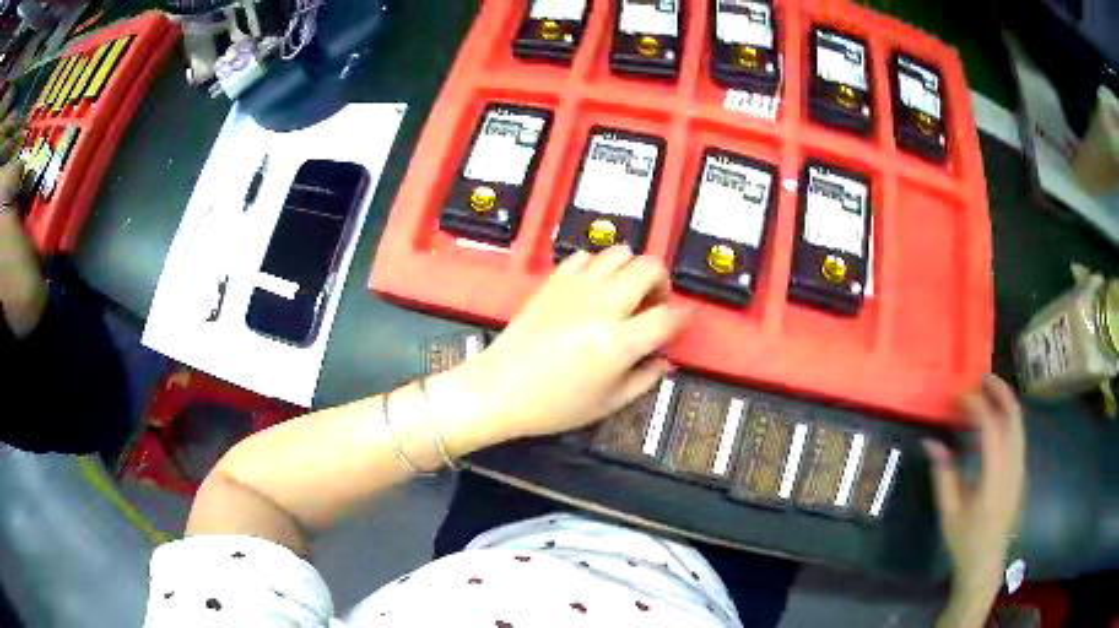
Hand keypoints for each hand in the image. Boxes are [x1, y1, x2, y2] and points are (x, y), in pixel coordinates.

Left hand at [437, 246, 691, 448]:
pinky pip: (586, 256)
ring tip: (625, 293)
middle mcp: (602, 306)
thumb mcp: (608, 403)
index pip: (668, 316)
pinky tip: (594, 288)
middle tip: (654, 303)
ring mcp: (576, 288)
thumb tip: (665, 361)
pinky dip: (598, 266)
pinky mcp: (554, 281)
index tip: (683, 319)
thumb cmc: (553, 405)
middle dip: (661, 282)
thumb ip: (644, 378)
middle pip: (649, 268)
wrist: (499, 389)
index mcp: (619, 342)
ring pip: (619, 252)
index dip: (683, 317)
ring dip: (631, 269)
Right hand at [927, 376, 1025, 611]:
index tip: (959, 397)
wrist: (986, 562)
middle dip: (1000, 391)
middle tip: (981, 378)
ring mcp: (1020, 467)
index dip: (976, 405)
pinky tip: (995, 420)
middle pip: (1014, 416)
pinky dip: (1008, 418)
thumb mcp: (949, 512)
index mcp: (994, 475)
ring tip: (989, 391)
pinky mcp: (1020, 470)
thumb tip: (932, 441)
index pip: (991, 427)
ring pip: (1019, 423)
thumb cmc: (965, 540)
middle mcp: (1013, 464)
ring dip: (1006, 402)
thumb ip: (944, 475)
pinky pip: (1018, 434)